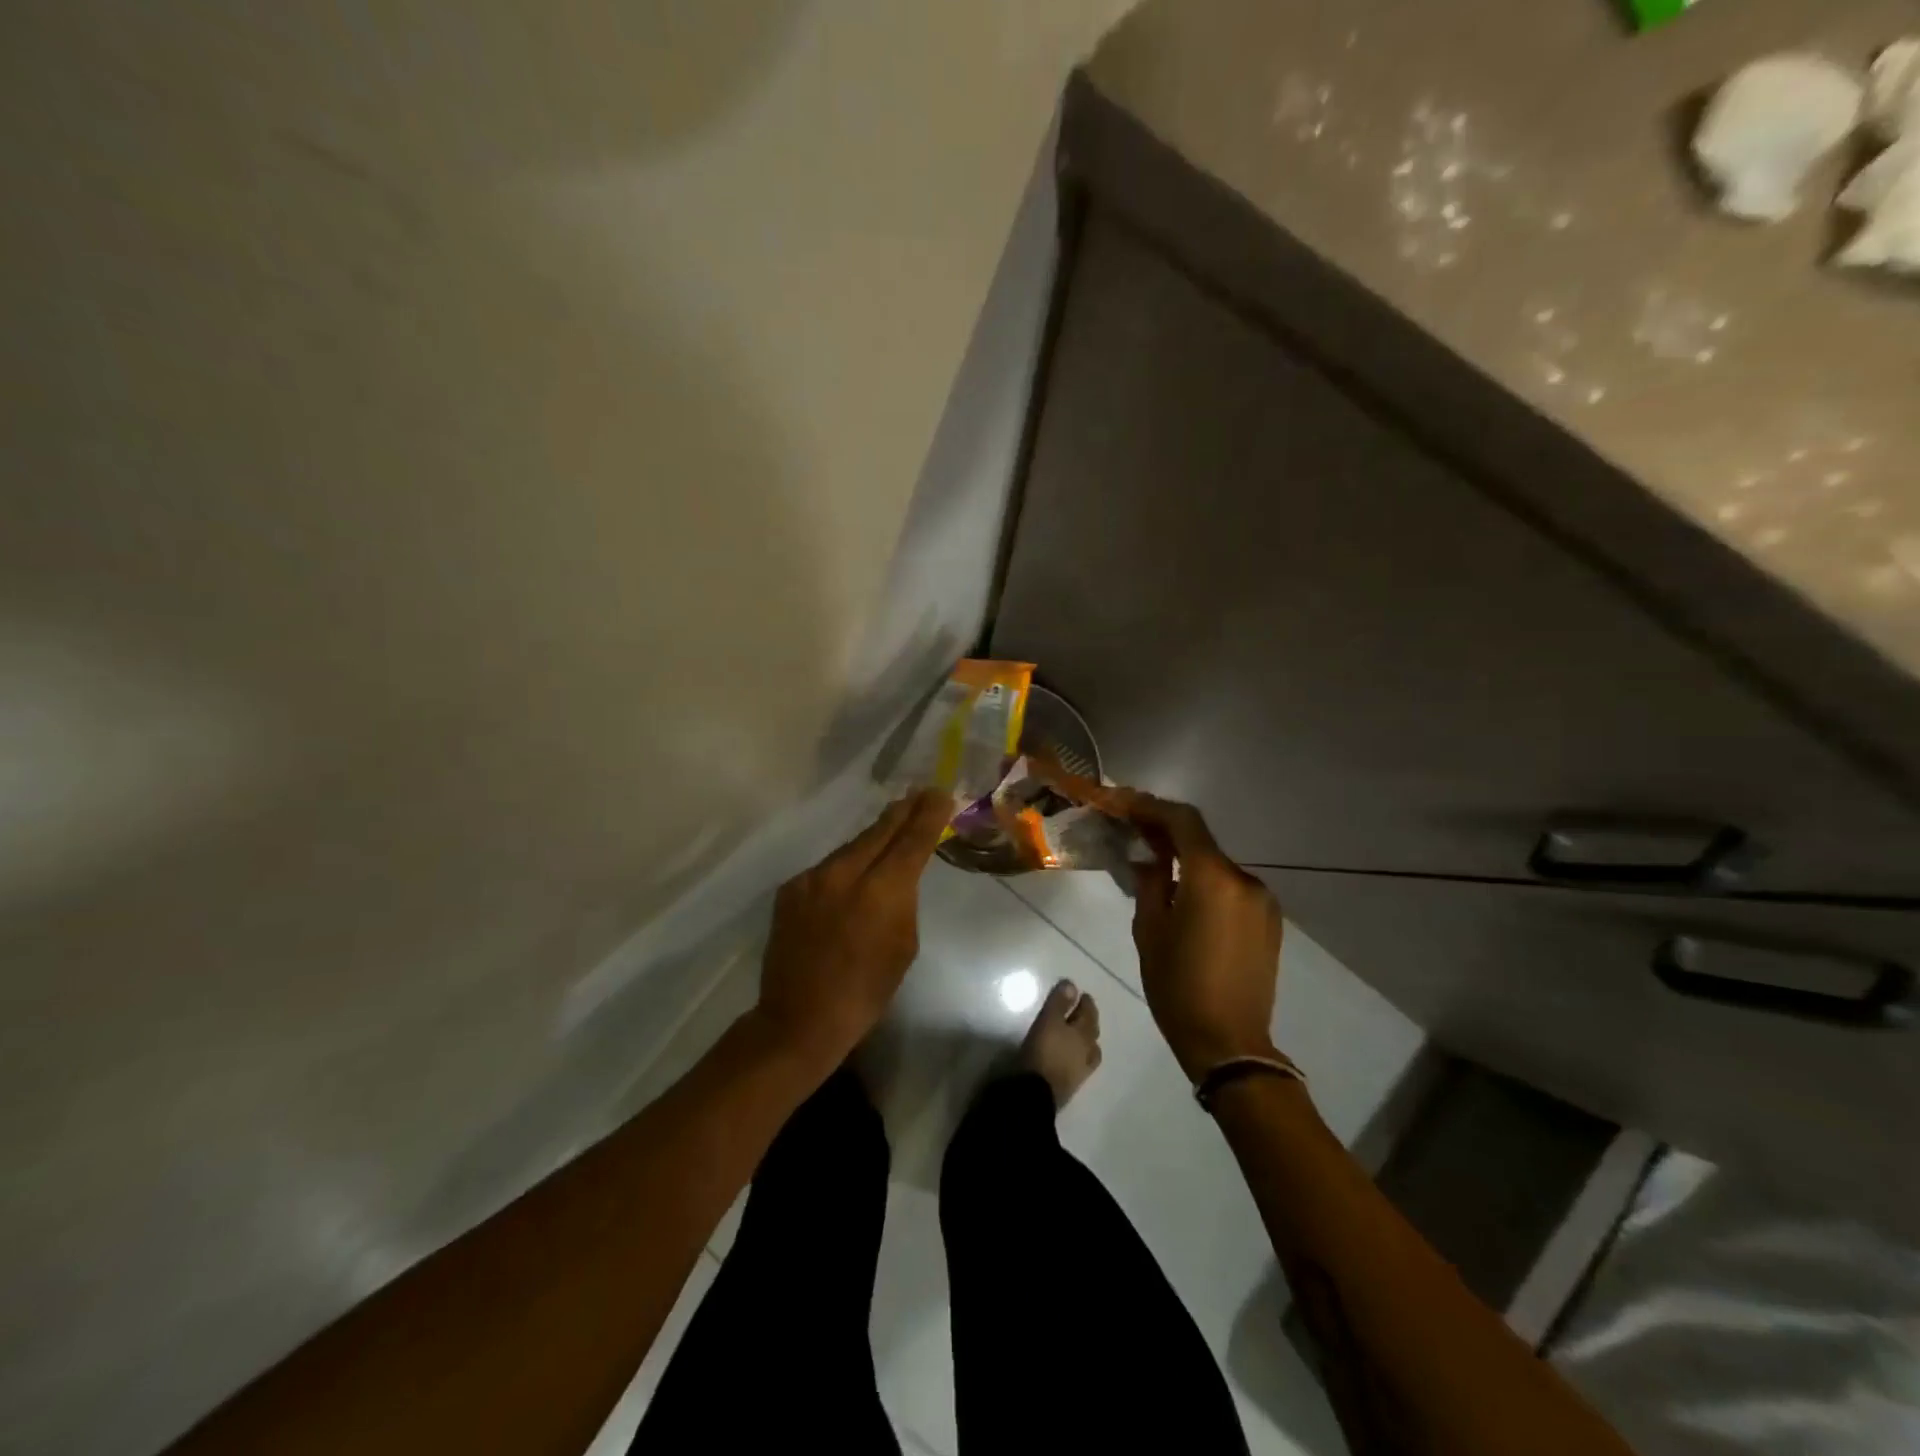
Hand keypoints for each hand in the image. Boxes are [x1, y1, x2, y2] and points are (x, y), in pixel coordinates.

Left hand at [755, 790, 951, 1070]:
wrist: (799, 1018)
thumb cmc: (866, 991)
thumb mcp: (904, 945)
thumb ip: (903, 900)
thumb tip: (898, 876)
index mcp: (882, 891)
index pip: (911, 840)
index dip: (928, 815)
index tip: (941, 793)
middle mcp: (844, 873)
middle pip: (879, 831)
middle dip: (903, 812)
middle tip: (921, 793)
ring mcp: (812, 878)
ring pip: (852, 847)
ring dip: (874, 839)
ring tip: (892, 829)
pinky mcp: (791, 888)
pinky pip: (828, 868)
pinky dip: (846, 866)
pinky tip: (854, 874)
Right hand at [1103, 789, 1283, 1082]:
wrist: (1230, 1043)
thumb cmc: (1178, 987)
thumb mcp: (1149, 930)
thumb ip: (1150, 883)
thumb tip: (1150, 860)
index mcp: (1212, 879)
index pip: (1183, 821)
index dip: (1151, 806)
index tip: (1123, 803)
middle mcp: (1244, 880)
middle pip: (1201, 841)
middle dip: (1165, 832)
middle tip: (1131, 830)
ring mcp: (1262, 901)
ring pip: (1216, 865)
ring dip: (1186, 858)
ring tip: (1154, 866)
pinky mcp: (1269, 921)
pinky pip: (1231, 888)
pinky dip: (1205, 881)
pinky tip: (1183, 895)